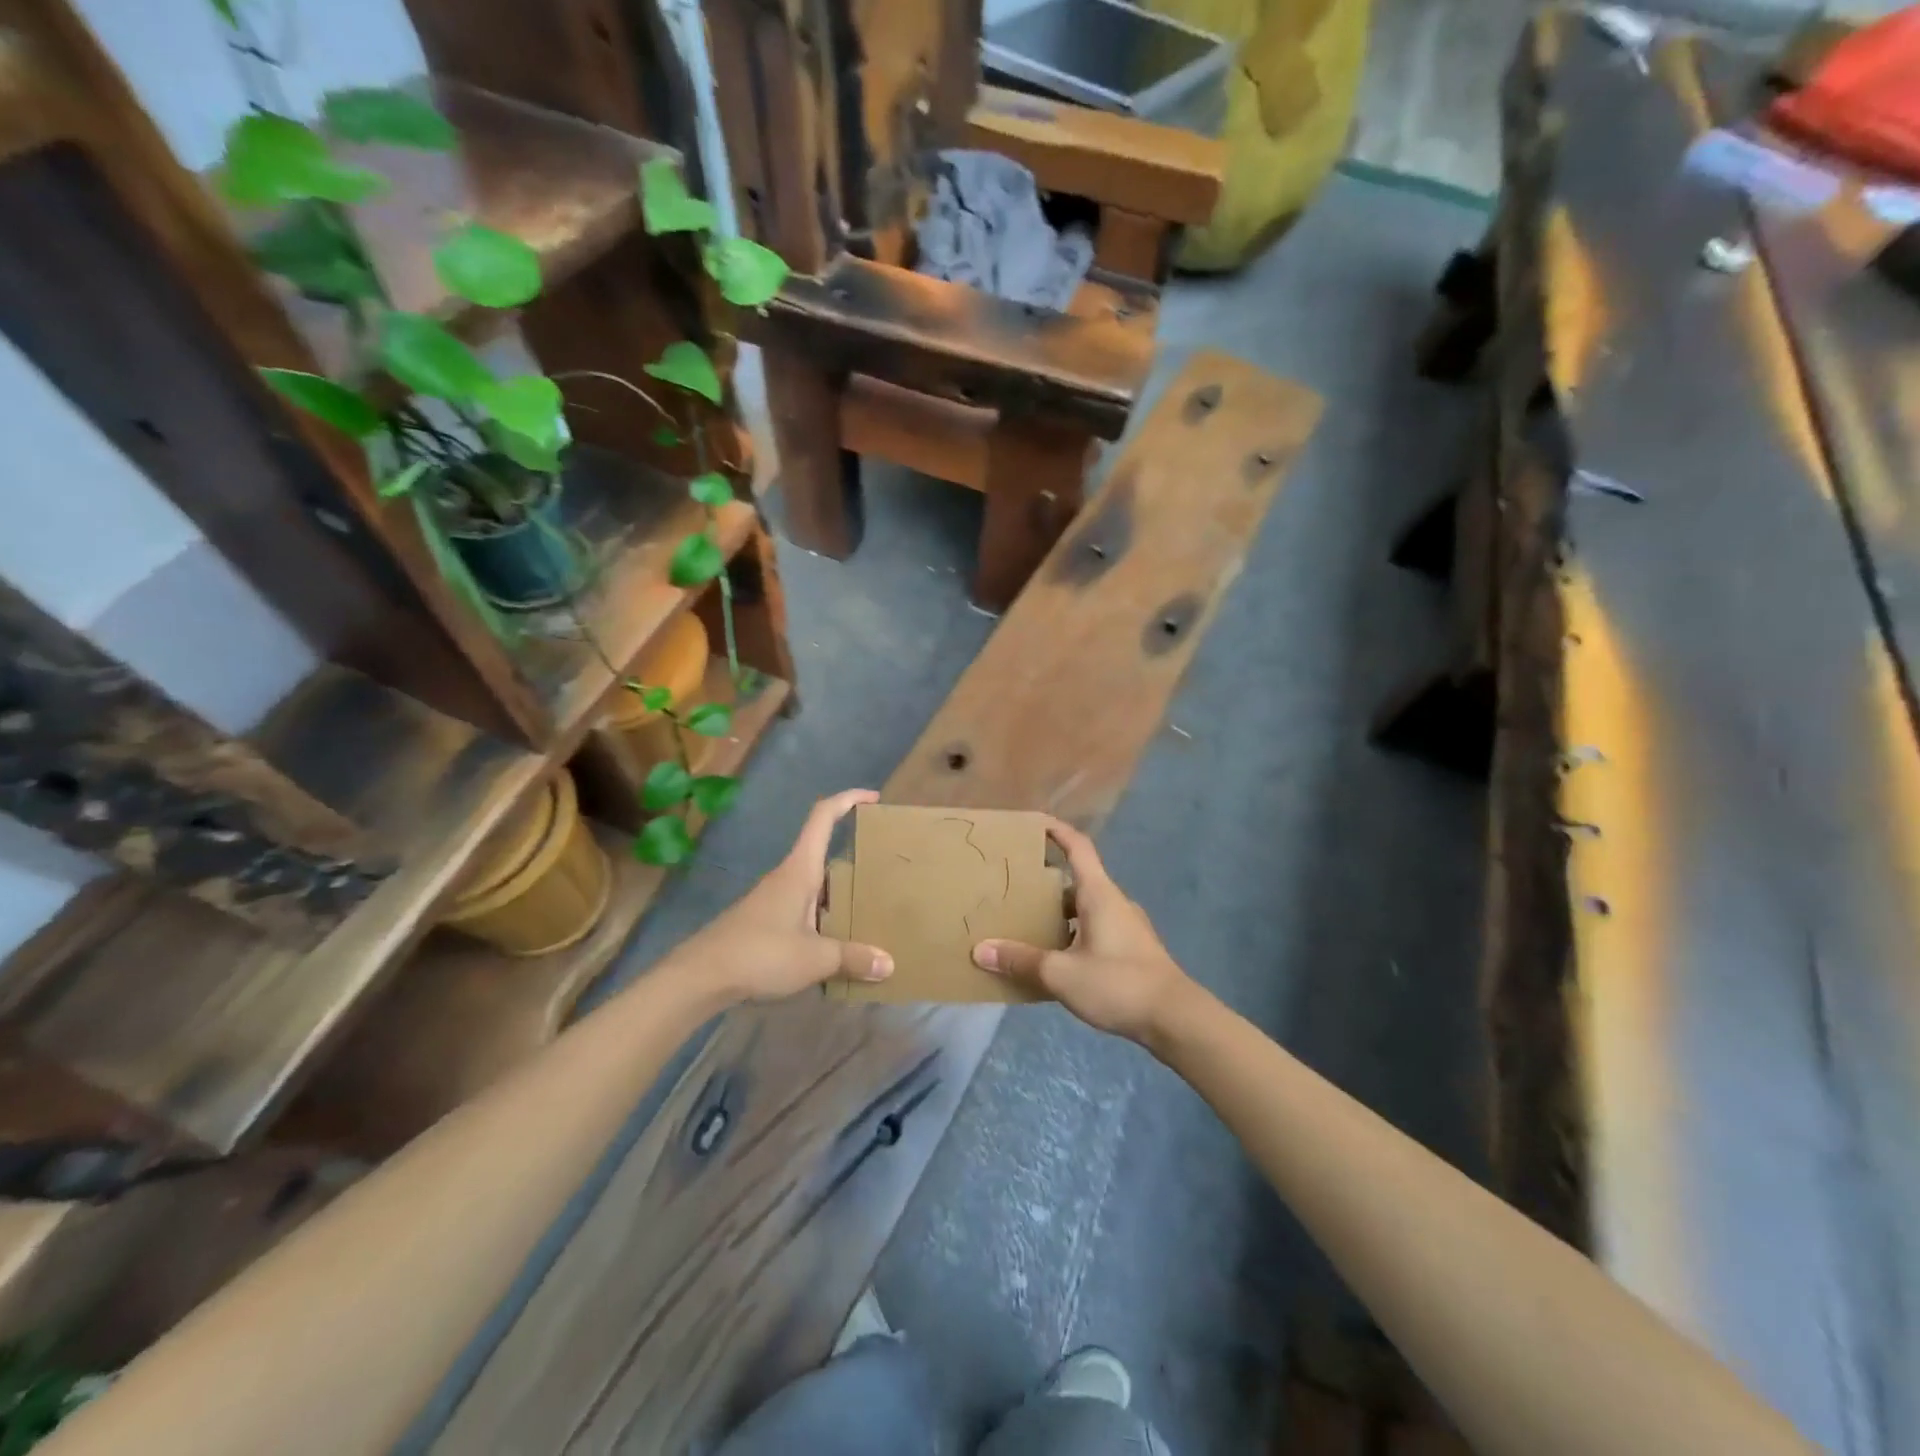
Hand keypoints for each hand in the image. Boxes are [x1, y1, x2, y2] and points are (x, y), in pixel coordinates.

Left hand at [661, 789, 893, 1003]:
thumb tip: (890, 964)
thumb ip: (853, 958)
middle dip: (853, 853)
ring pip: (815, 884)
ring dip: (839, 891)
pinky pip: (804, 909)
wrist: (700, 977)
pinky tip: (837, 942)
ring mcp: (774, 899)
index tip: (874, 798)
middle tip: (884, 865)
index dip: (848, 799)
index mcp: (800, 870)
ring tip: (869, 908)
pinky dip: (824, 916)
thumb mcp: (815, 958)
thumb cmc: (760, 953)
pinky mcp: (765, 922)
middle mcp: (788, 877)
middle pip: (823, 851)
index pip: (823, 817)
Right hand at [971, 817, 1195, 1044]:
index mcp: (1099, 894)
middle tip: (1014, 890)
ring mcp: (1127, 927)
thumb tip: (980, 950)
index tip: (1034, 822)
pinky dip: (1072, 936)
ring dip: (1059, 915)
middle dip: (1046, 884)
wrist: (1175, 1018)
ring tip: (1027, 928)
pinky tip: (1056, 960)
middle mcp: (1114, 902)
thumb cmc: (1118, 983)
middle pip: (1077, 882)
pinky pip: (1095, 931)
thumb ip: (1021, 960)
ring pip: (1085, 910)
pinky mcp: (1132, 950)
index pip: (1078, 848)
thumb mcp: (1062, 974)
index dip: (1057, 831)